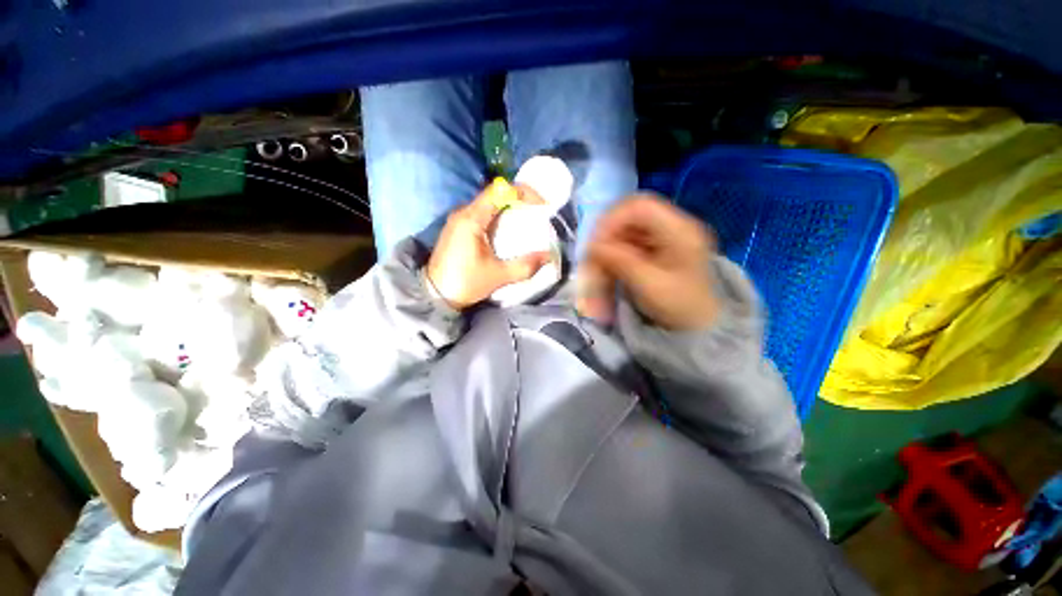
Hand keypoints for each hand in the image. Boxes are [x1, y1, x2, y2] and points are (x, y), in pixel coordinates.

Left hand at [426, 180, 551, 309]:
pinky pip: (481, 214)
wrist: (435, 295)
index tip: (541, 205)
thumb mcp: (498, 276)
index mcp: (472, 219)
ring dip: (509, 210)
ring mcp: (458, 219)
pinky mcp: (457, 228)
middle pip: (495, 195)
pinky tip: (507, 232)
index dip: (524, 193)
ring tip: (526, 222)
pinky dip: (498, 218)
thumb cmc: (465, 283)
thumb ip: (525, 265)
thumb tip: (549, 256)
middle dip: (519, 201)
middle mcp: (463, 212)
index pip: (500, 191)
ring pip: (488, 205)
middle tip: (537, 214)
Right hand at [577, 194, 719, 329]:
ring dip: (606, 253)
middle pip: (627, 219)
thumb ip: (621, 261)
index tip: (595, 245)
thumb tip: (592, 245)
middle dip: (605, 240)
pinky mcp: (654, 250)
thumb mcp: (650, 285)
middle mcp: (671, 227)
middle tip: (591, 263)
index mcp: (679, 230)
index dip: (611, 220)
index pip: (639, 206)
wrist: (701, 327)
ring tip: (597, 276)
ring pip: (623, 234)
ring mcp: (662, 238)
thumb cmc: (681, 308)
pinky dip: (612, 260)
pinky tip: (606, 276)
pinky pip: (625, 247)